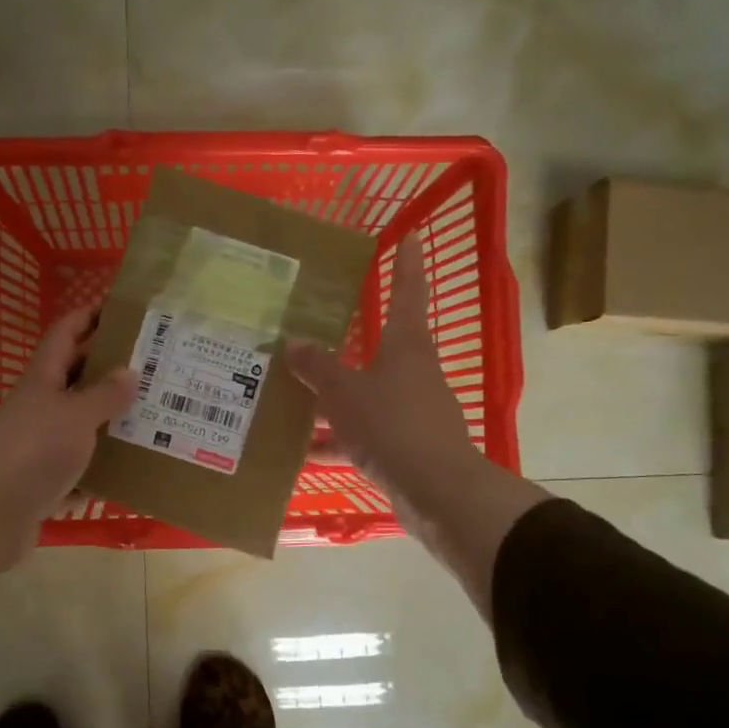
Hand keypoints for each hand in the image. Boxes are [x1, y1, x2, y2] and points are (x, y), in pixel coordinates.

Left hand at [0, 307, 136, 604]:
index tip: (123, 308)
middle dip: (112, 370)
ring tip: (157, 416)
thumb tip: (130, 370)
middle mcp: (41, 409)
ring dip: (113, 423)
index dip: (89, 315)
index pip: (65, 334)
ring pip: (83, 427)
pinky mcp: (45, 485)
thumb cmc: (31, 451)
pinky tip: (134, 471)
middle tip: (157, 366)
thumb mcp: (74, 416)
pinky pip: (82, 472)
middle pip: (77, 379)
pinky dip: (103, 471)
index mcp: (43, 380)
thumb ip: (104, 395)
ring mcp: (41, 448)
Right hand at [286, 234, 479, 532]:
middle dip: (351, 343)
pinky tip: (307, 453)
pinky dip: (339, 441)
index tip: (407, 236)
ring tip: (296, 399)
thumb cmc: (392, 425)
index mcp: (406, 347)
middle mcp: (414, 373)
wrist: (436, 491)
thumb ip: (317, 368)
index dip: (406, 264)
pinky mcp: (408, 448)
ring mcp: (413, 412)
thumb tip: (293, 343)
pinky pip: (365, 435)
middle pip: (382, 348)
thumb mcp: (344, 392)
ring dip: (336, 399)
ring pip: (368, 395)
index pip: (407, 293)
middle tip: (318, 330)